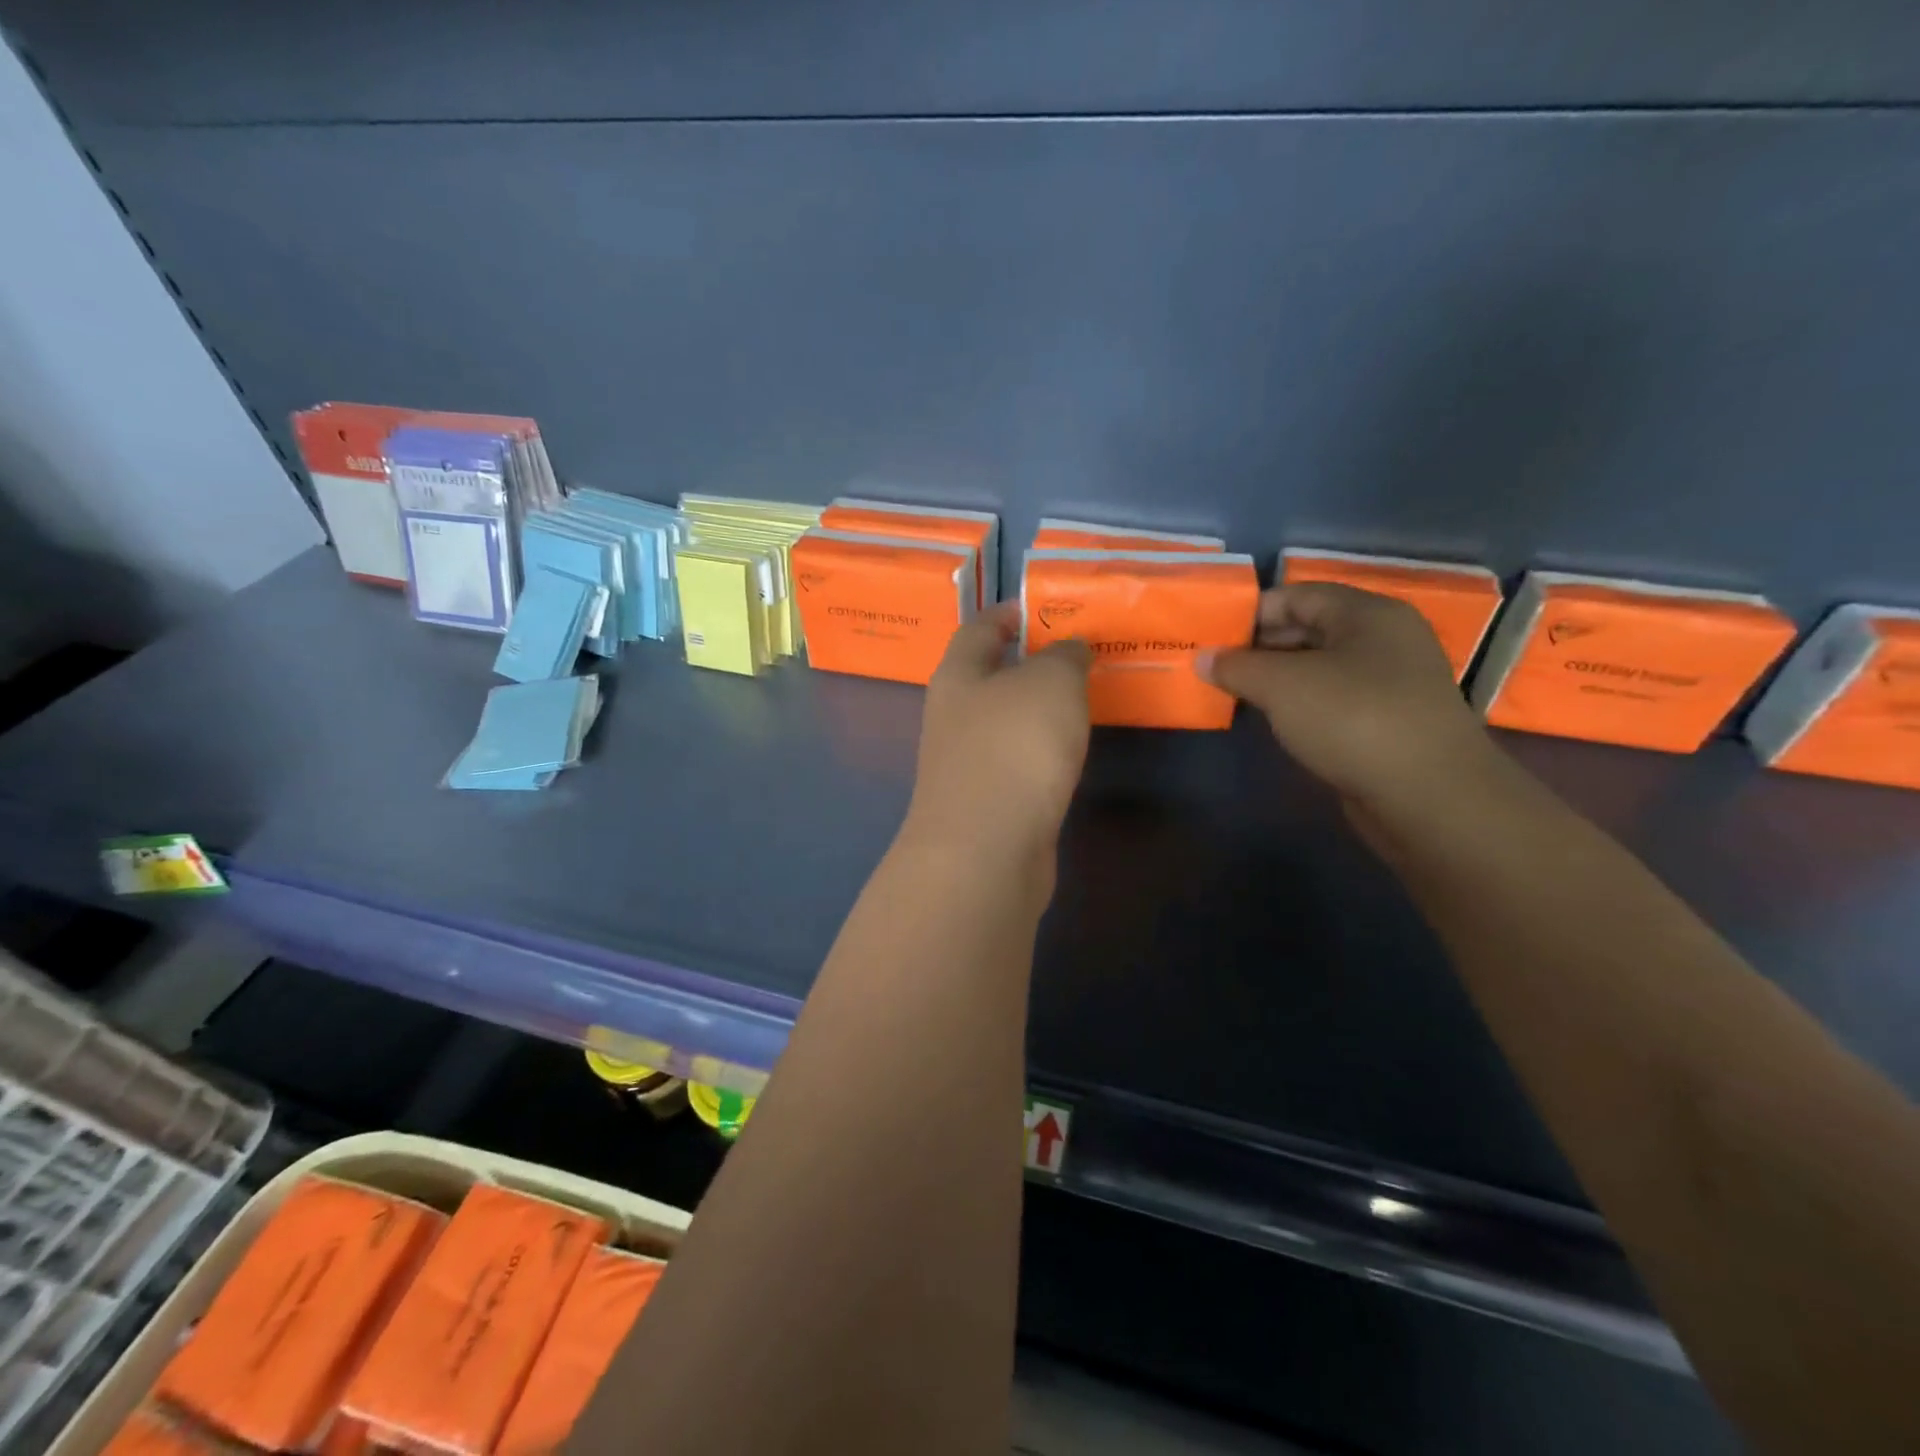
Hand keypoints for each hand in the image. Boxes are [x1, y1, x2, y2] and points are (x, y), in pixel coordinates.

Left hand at [904, 603, 1091, 863]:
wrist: (985, 851)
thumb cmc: (1013, 748)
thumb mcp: (1050, 683)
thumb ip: (1064, 657)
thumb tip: (1069, 650)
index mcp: (958, 675)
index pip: (978, 628)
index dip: (1008, 613)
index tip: (1041, 607)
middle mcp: (954, 715)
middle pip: (989, 675)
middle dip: (1029, 662)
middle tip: (1080, 653)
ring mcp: (967, 762)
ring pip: (1005, 721)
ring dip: (1038, 709)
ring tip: (1083, 697)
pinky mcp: (987, 802)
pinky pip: (1017, 761)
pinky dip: (1041, 750)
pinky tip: (1069, 751)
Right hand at [1203, 583, 1498, 819]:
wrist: (1427, 795)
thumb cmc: (1352, 719)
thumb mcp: (1281, 685)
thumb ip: (1236, 666)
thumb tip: (1203, 658)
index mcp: (1367, 613)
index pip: (1297, 595)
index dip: (1251, 612)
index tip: (1212, 636)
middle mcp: (1385, 639)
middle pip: (1310, 628)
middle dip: (1260, 646)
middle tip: (1217, 667)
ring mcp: (1392, 682)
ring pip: (1321, 667)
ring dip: (1278, 678)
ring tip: (1235, 694)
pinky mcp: (1391, 721)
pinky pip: (1335, 698)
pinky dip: (1301, 704)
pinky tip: (1274, 720)